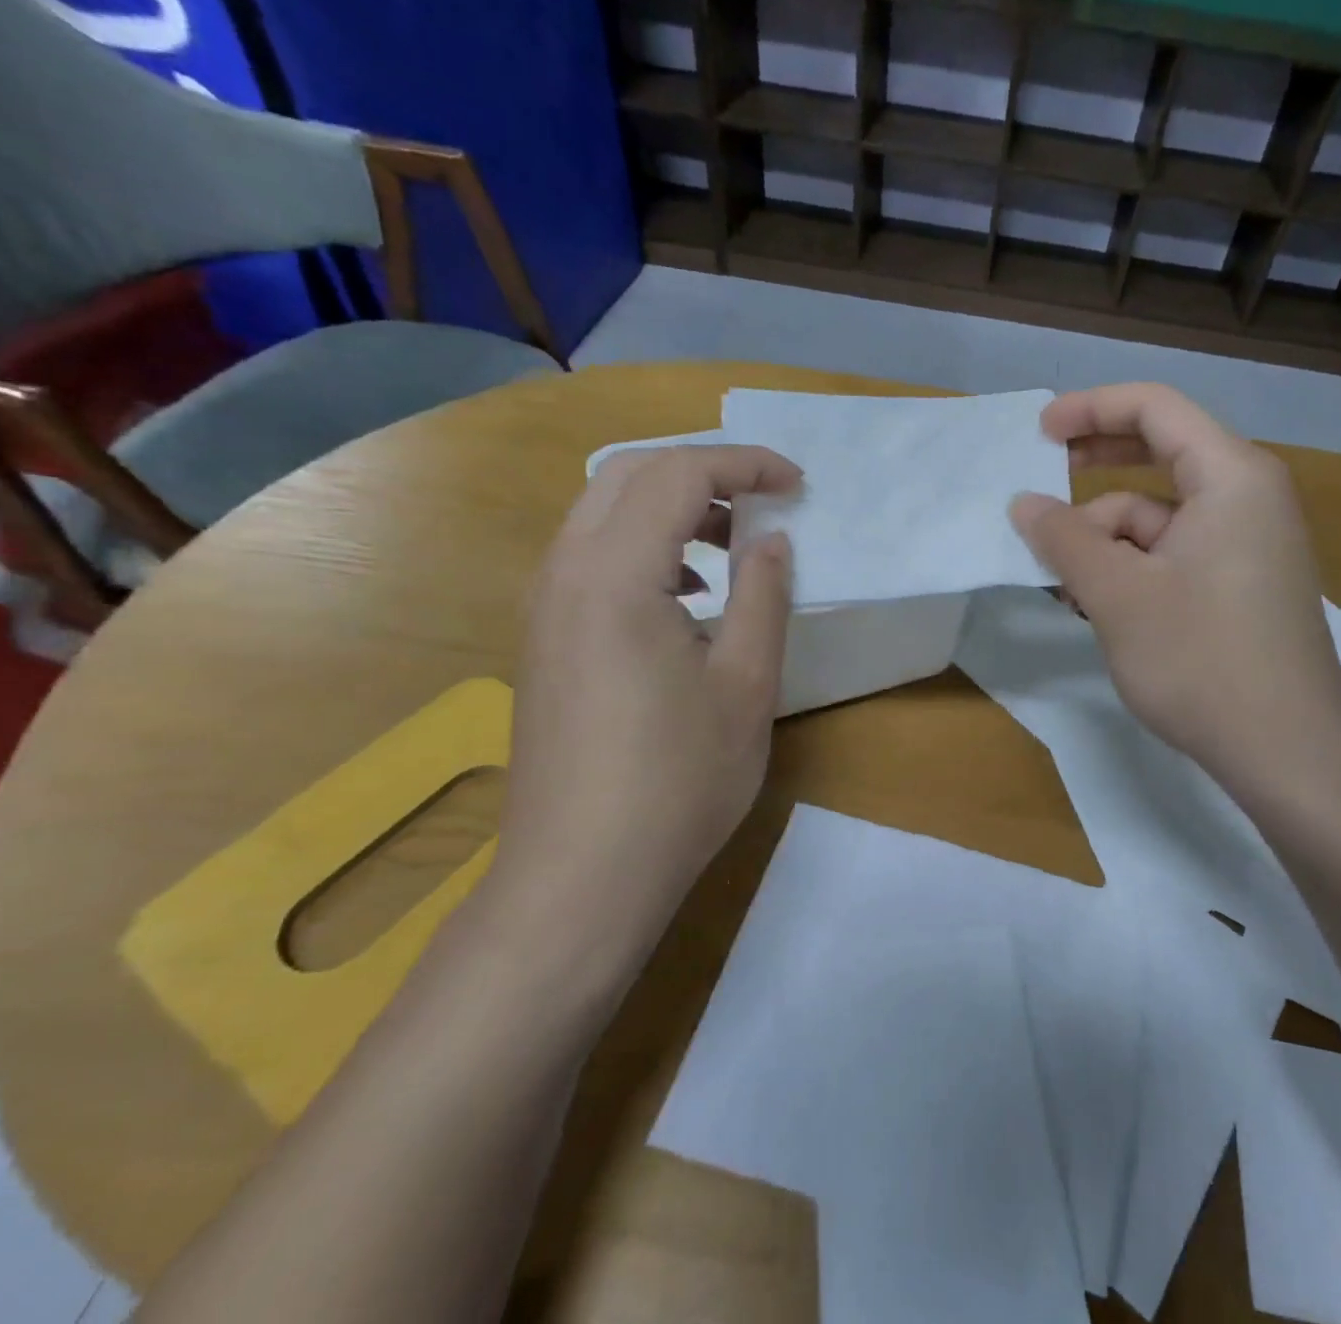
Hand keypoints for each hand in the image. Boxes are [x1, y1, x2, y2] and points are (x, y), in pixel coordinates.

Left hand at [487, 445, 798, 978]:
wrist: (581, 876)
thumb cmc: (677, 782)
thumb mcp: (745, 685)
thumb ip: (761, 595)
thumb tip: (771, 538)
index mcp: (615, 575)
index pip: (677, 474)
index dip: (744, 464)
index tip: (797, 484)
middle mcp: (564, 573)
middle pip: (627, 474)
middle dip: (702, 471)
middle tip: (763, 501)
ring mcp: (544, 606)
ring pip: (602, 512)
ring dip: (670, 508)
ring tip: (731, 544)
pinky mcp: (544, 638)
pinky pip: (590, 556)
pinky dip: (643, 545)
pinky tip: (687, 596)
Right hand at [1010, 384, 1340, 803]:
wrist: (1288, 755)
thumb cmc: (1201, 660)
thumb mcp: (1117, 594)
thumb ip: (1064, 539)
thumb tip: (1024, 504)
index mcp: (1232, 477)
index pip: (1156, 409)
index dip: (1091, 409)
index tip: (1038, 433)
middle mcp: (1249, 498)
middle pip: (1162, 455)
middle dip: (1097, 467)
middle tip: (1044, 478)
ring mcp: (1250, 545)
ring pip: (1161, 517)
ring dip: (1106, 539)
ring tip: (1063, 582)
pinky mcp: (1242, 587)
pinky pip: (1175, 554)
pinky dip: (1131, 568)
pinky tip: (1096, 605)